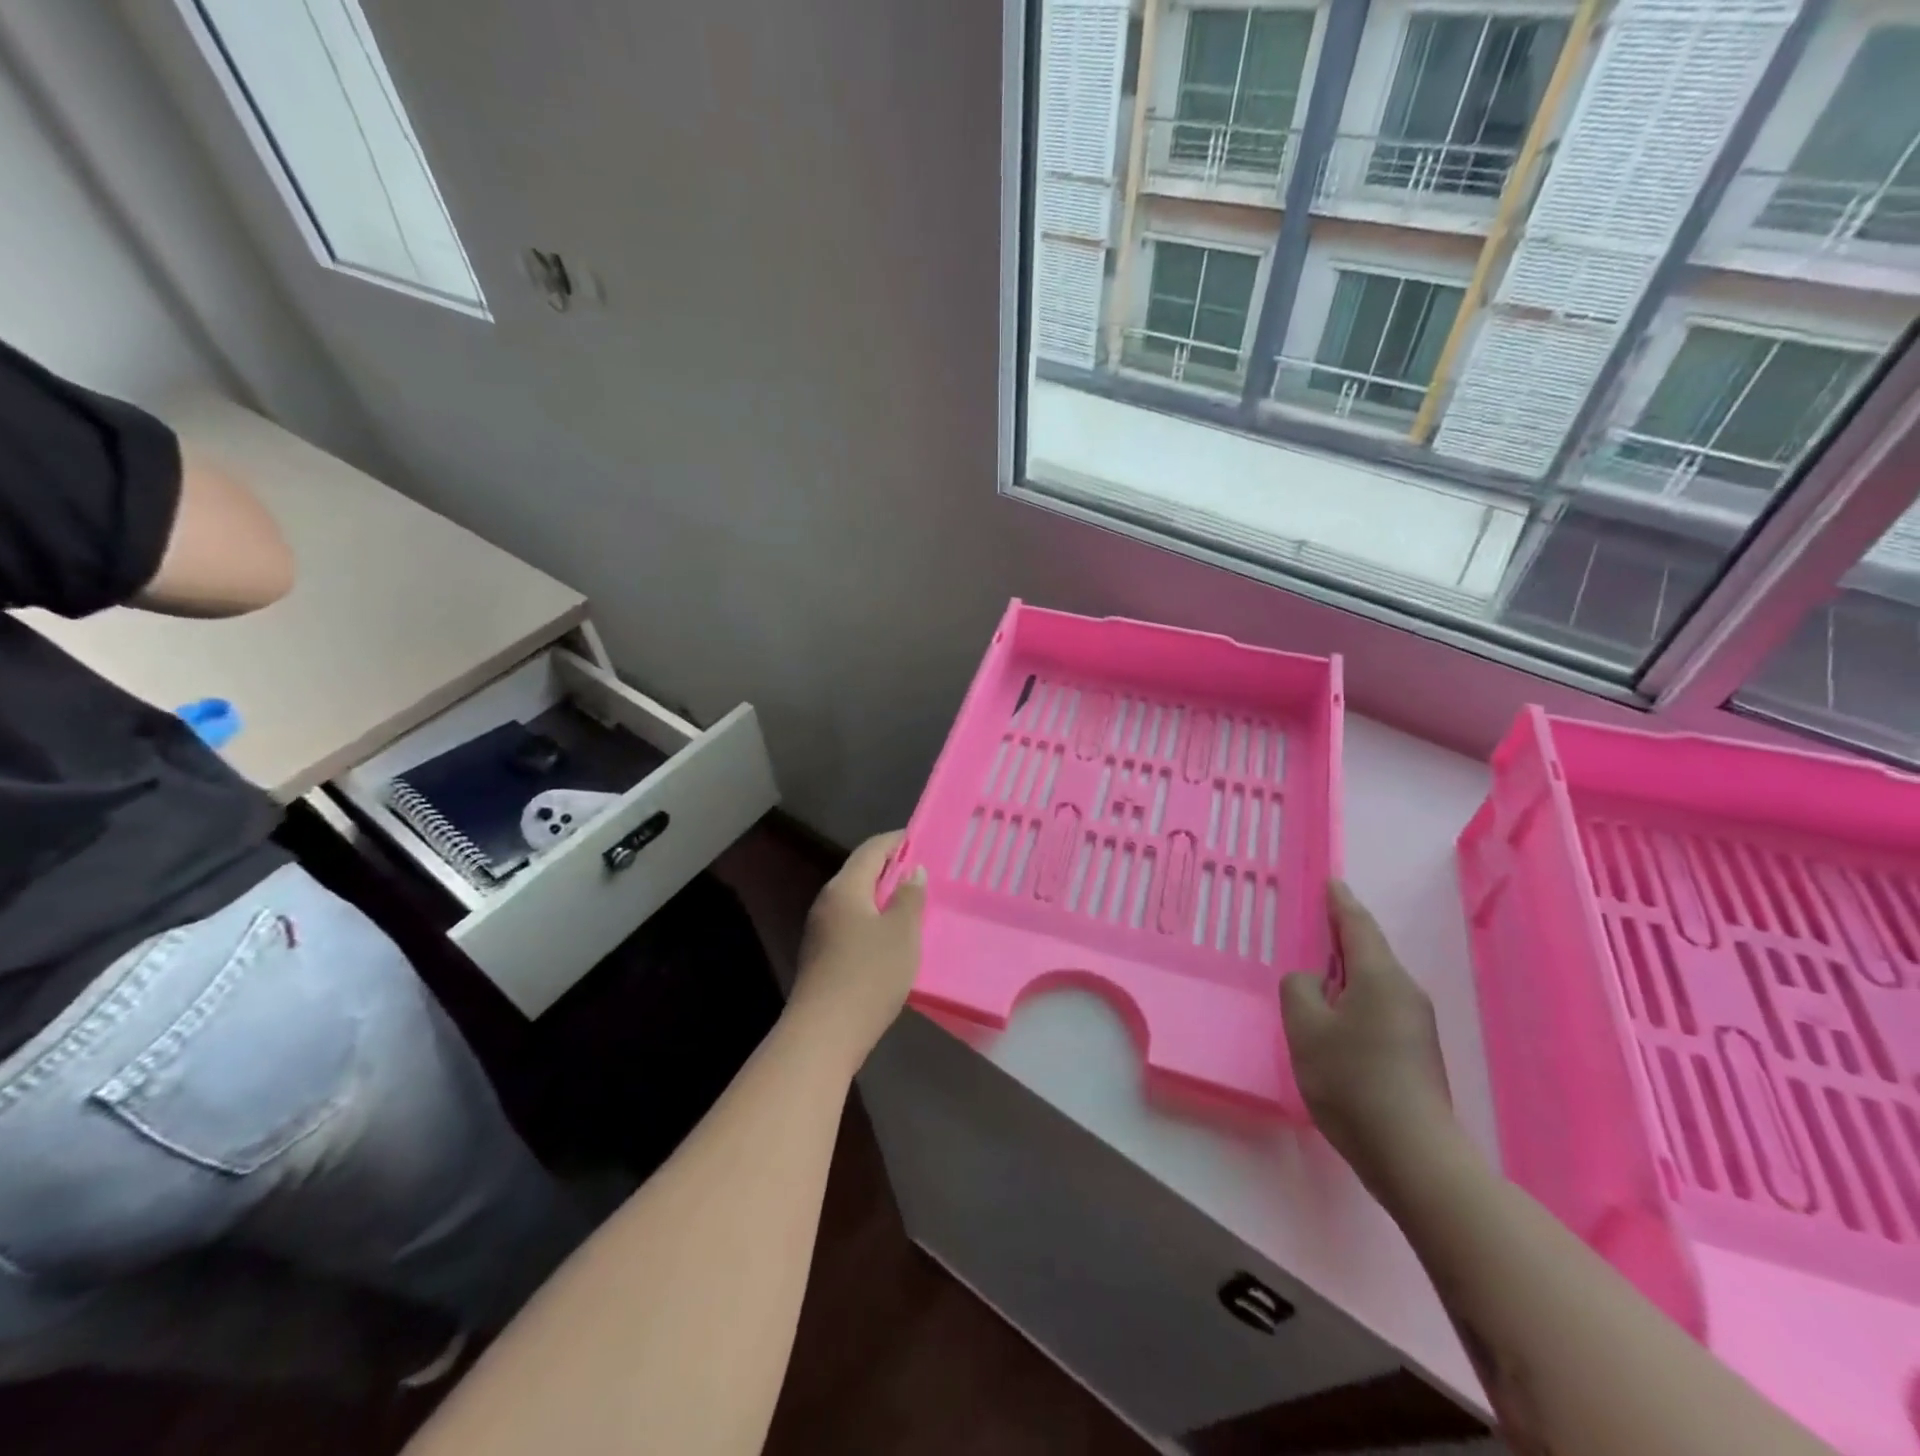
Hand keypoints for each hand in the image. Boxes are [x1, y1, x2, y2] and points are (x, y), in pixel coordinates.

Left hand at [787, 832, 926, 1066]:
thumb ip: (910, 897)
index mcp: (845, 888)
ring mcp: (820, 931)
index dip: (896, 841)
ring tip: (912, 903)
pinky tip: (891, 937)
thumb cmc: (869, 974)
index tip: (919, 838)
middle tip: (922, 872)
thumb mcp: (902, 933)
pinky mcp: (822, 957)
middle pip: (860, 873)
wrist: (824, 1033)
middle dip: (890, 869)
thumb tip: (913, 872)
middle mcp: (827, 902)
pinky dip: (873, 920)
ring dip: (882, 897)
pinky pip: (851, 924)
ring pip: (855, 901)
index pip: (871, 850)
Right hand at [1281, 881, 1457, 1194]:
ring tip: (1317, 972)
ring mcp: (1415, 1025)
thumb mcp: (1305, 1028)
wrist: (1413, 1155)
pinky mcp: (1415, 1052)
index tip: (1331, 882)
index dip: (1340, 903)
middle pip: (1369, 952)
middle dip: (1342, 936)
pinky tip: (1334, 1017)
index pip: (1358, 926)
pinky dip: (1354, 998)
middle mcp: (1404, 993)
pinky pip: (1378, 1006)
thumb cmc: (1352, 1081)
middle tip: (1314, 924)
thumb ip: (1299, 990)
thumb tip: (1312, 983)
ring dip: (1346, 971)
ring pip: (1374, 982)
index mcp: (1380, 978)